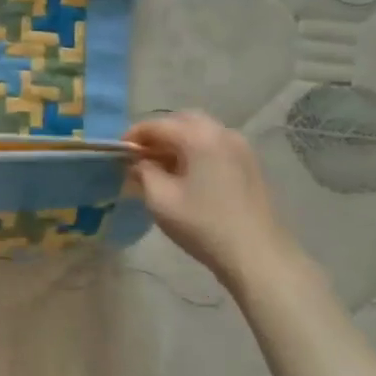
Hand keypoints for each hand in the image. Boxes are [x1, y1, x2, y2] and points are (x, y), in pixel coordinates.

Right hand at [123, 112, 300, 291]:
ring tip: (161, 167)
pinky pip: (214, 145)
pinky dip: (195, 150)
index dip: (133, 136)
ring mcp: (240, 147)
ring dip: (177, 142)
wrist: (256, 254)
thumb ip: (143, 172)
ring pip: (200, 132)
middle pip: (181, 121)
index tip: (118, 153)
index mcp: (199, 137)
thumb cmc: (202, 224)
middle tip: (140, 157)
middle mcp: (222, 133)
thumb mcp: (160, 199)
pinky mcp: (249, 163)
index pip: (156, 125)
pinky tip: (186, 174)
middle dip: (157, 135)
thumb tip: (139, 162)